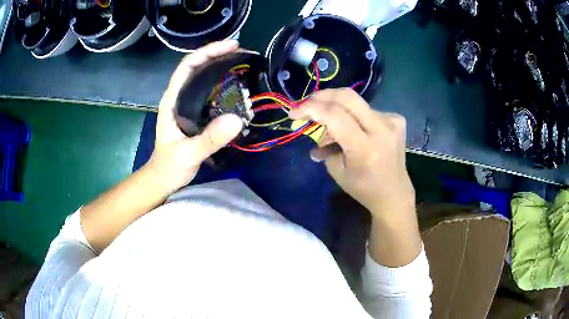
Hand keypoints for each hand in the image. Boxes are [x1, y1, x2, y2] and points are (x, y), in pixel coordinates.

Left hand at [147, 40, 242, 192]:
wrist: (164, 177)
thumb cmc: (170, 166)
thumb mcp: (188, 154)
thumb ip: (209, 139)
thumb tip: (237, 119)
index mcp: (172, 100)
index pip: (188, 66)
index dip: (208, 52)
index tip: (231, 46)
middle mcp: (179, 96)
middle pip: (198, 66)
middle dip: (219, 54)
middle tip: (244, 52)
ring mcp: (187, 103)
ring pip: (204, 76)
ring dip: (222, 65)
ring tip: (244, 63)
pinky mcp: (196, 112)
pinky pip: (210, 90)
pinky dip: (224, 82)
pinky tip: (238, 84)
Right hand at [290, 88, 415, 218]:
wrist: (394, 193)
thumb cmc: (363, 188)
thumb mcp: (337, 171)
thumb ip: (324, 144)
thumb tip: (311, 126)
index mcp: (365, 148)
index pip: (335, 115)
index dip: (311, 108)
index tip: (294, 113)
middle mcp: (381, 130)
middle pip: (347, 97)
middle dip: (322, 96)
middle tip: (307, 103)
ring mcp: (392, 122)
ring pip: (357, 103)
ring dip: (337, 108)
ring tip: (328, 121)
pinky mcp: (397, 119)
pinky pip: (368, 110)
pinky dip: (354, 115)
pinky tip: (354, 127)